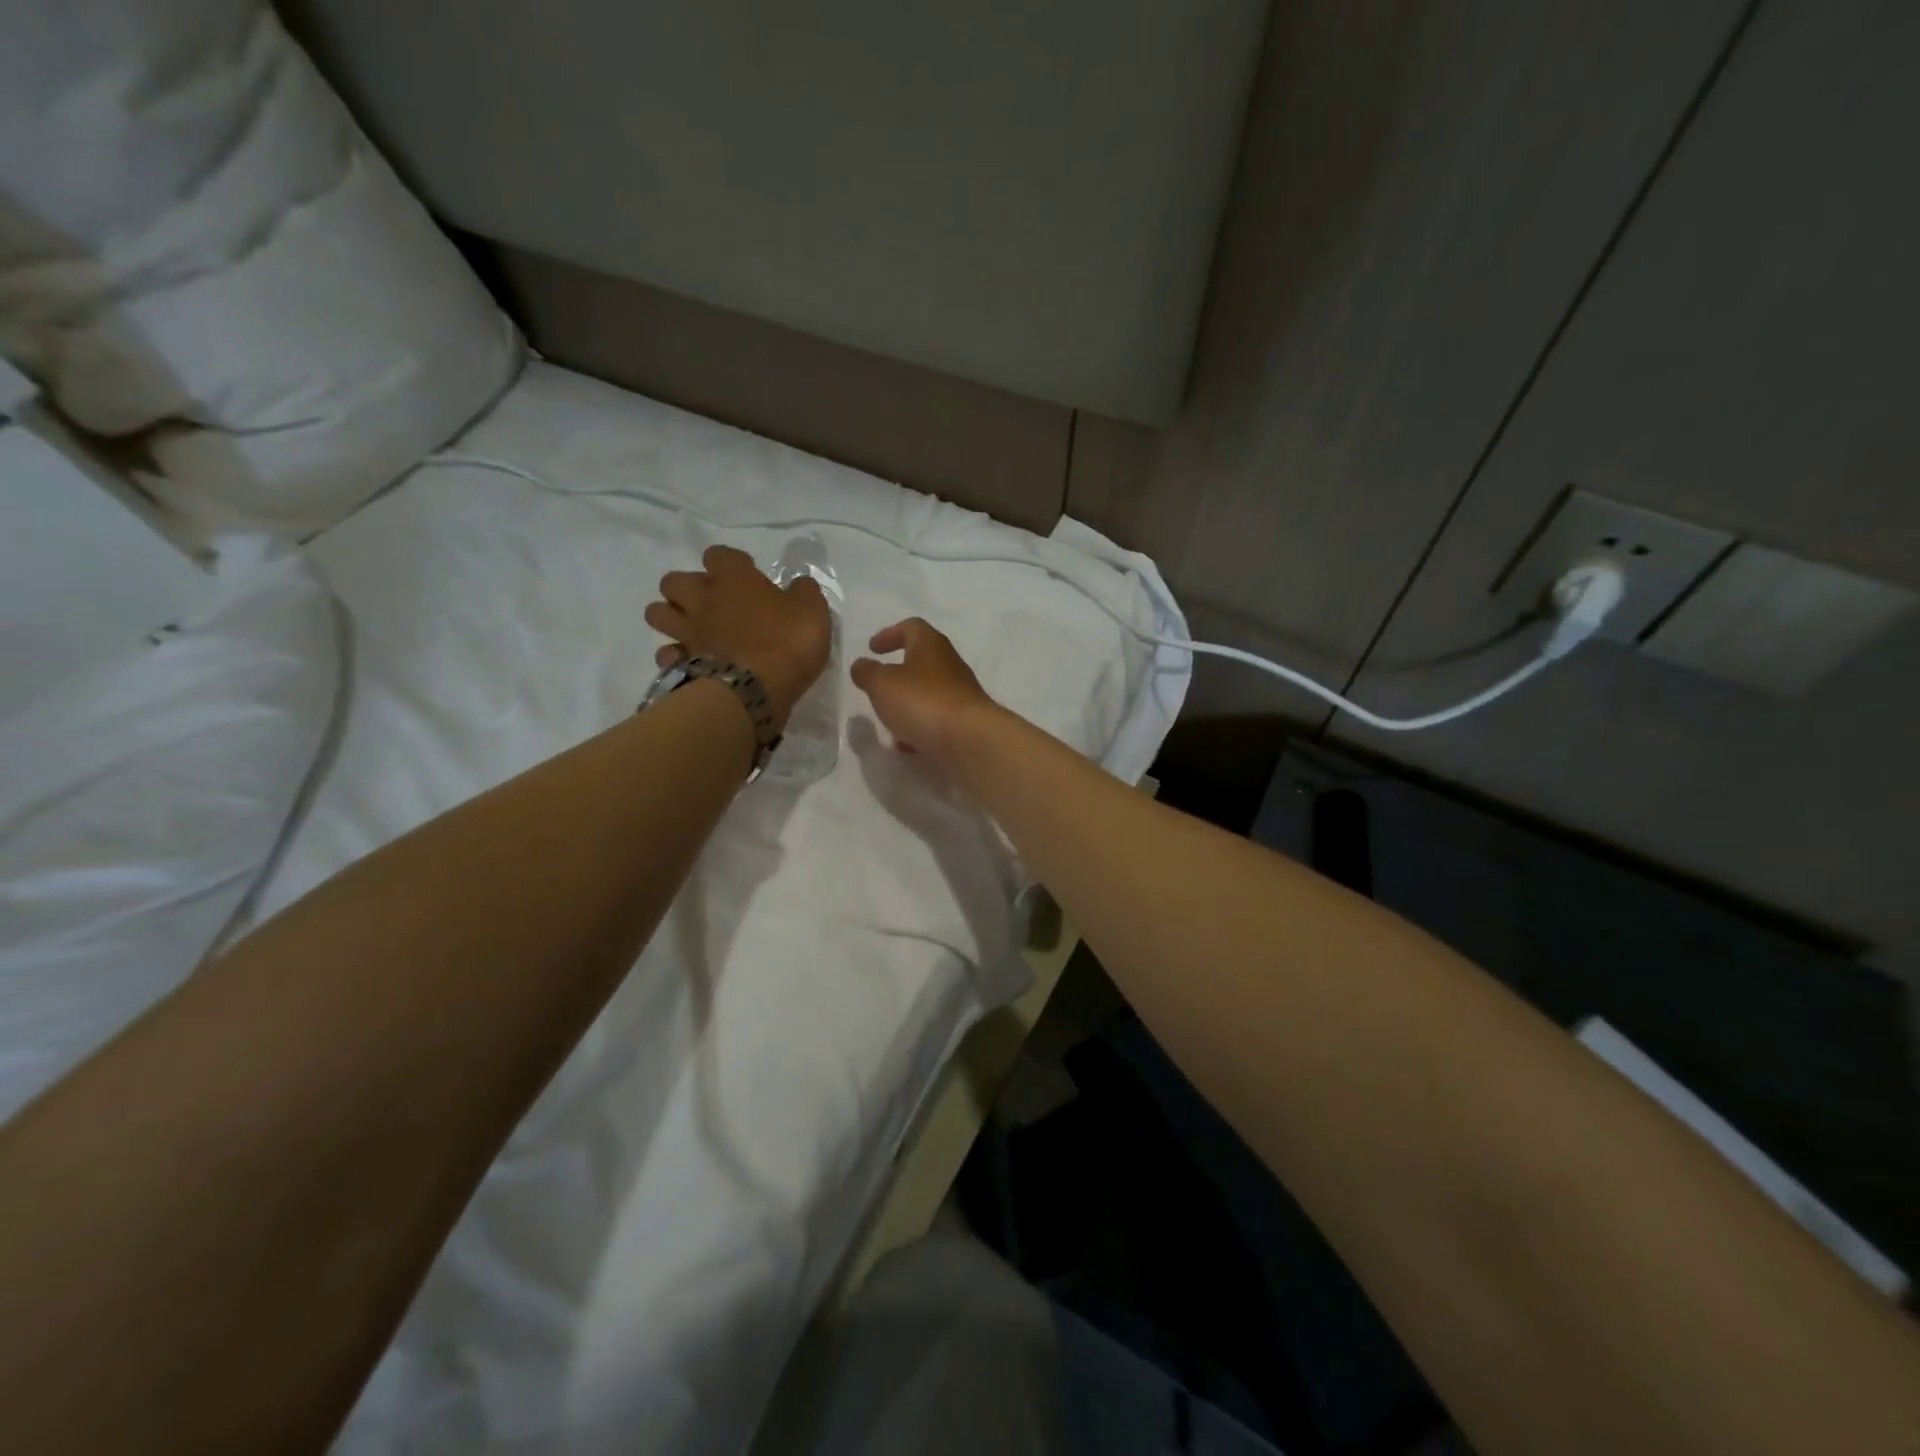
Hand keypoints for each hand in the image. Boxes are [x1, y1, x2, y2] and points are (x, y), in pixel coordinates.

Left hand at [646, 545, 830, 728]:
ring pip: (656, 613)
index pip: (719, 555)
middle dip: (687, 588)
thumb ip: (803, 592)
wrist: (757, 689)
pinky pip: (666, 654)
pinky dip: (675, 656)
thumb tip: (798, 586)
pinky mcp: (682, 664)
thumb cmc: (787, 642)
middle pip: (674, 581)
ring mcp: (688, 633)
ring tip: (693, 628)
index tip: (748, 574)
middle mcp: (703, 600)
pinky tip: (691, 661)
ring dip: (671, 617)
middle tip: (712, 603)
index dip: (731, 563)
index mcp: (733, 579)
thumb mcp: (812, 610)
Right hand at [850, 618, 1000, 768]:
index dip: (889, 634)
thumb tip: (861, 665)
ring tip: (888, 720)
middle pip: (921, 660)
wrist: (971, 740)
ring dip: (907, 703)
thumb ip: (867, 673)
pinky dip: (920, 727)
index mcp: (930, 645)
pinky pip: (937, 719)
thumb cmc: (923, 702)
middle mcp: (949, 664)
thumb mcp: (882, 684)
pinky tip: (907, 744)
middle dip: (897, 673)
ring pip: (928, 692)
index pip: (911, 627)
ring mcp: (960, 694)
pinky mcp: (964, 721)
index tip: (872, 648)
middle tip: (878, 685)